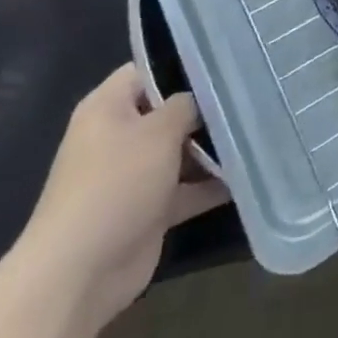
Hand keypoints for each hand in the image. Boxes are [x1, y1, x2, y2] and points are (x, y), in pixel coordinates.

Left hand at [16, 64, 228, 331]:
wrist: (78, 275)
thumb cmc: (116, 184)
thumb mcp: (159, 131)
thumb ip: (187, 105)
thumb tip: (204, 98)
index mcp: (108, 107)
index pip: (149, 69)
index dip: (184, 63)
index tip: (225, 62)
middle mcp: (118, 136)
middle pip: (169, 111)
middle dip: (206, 108)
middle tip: (252, 95)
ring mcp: (133, 175)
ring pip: (180, 150)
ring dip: (212, 148)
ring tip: (259, 129)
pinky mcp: (147, 210)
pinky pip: (185, 188)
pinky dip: (210, 184)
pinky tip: (248, 173)